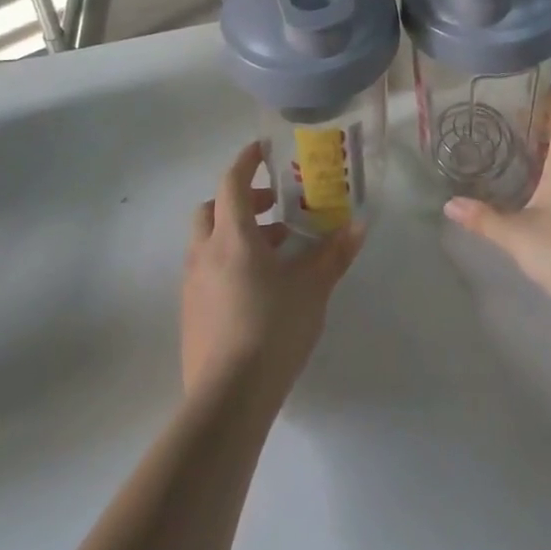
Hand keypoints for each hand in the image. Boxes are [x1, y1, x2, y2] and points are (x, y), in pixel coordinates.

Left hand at [182, 142, 364, 408]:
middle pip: (214, 208)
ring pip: (208, 241)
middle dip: (242, 200)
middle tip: (274, 207)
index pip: (232, 181)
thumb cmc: (272, 328)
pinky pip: (207, 270)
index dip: (247, 161)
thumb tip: (360, 224)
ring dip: (237, 233)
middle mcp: (205, 252)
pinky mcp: (191, 314)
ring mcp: (192, 284)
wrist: (227, 399)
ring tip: (275, 252)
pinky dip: (228, 262)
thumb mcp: (312, 288)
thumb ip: (334, 253)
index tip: (264, 150)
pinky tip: (257, 288)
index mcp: (232, 236)